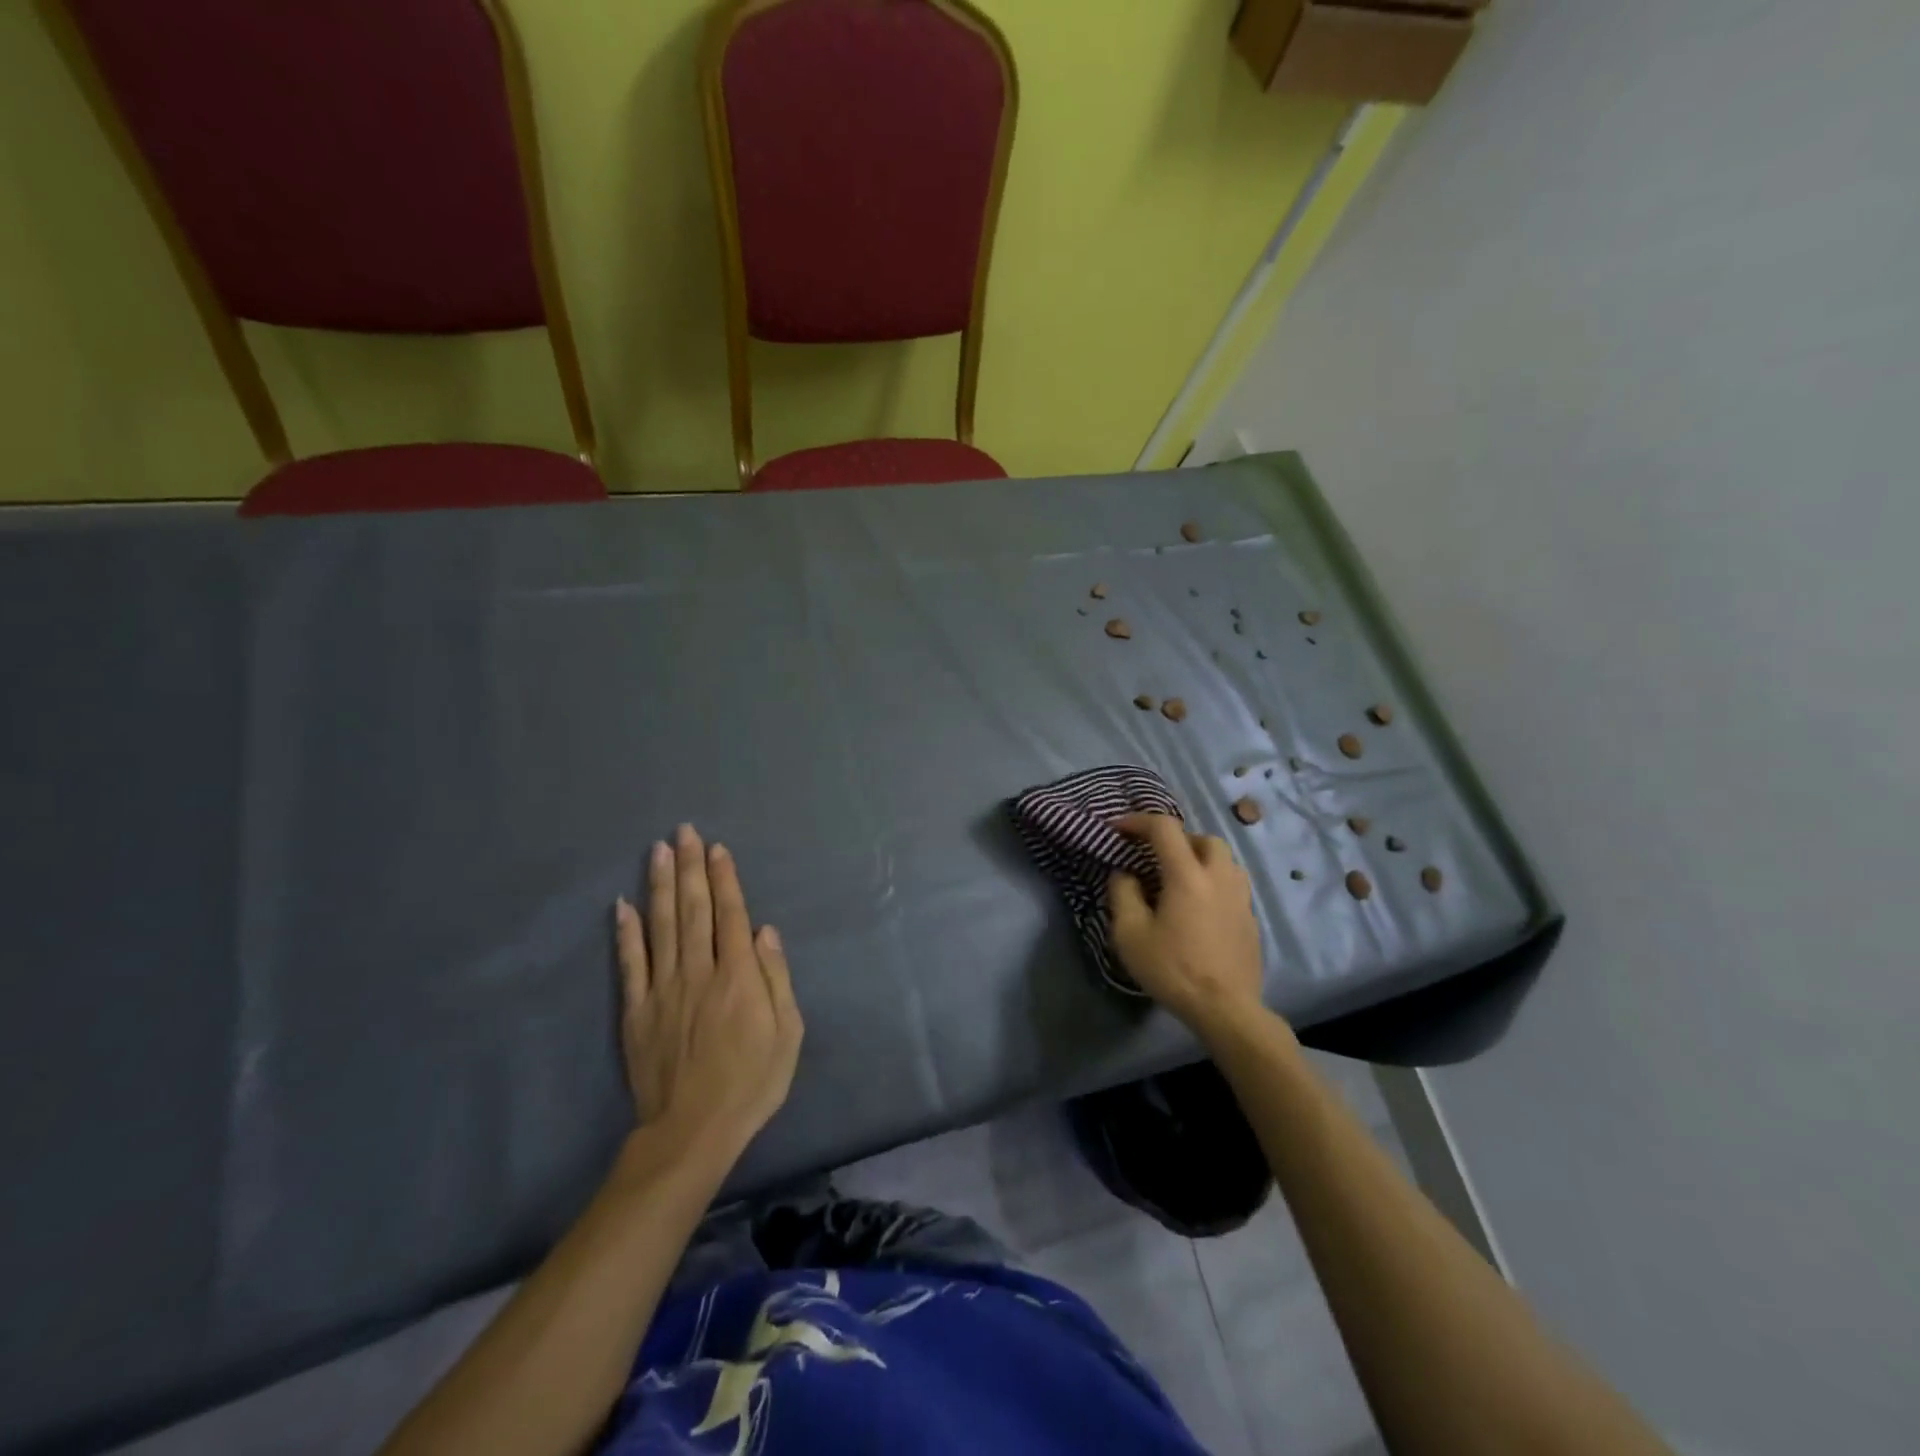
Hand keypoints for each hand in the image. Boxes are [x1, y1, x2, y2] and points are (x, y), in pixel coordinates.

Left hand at [614, 824, 802, 1154]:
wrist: (692, 1131)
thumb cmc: (751, 1082)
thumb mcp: (787, 1034)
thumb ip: (776, 979)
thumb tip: (764, 931)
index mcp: (738, 976)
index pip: (730, 915)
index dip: (724, 879)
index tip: (718, 849)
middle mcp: (699, 971)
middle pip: (693, 909)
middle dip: (691, 867)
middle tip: (685, 832)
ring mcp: (662, 989)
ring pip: (660, 925)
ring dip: (660, 884)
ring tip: (658, 850)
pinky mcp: (636, 1010)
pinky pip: (630, 963)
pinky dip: (626, 932)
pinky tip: (622, 904)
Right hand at [1107, 813, 1266, 1038]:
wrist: (1226, 1009)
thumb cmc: (1173, 969)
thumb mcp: (1130, 934)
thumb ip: (1123, 894)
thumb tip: (1124, 873)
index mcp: (1187, 875)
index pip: (1164, 828)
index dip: (1138, 821)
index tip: (1118, 829)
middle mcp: (1218, 876)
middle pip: (1202, 837)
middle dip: (1175, 838)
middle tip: (1154, 856)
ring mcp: (1240, 896)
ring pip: (1223, 858)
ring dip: (1198, 857)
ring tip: (1178, 878)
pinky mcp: (1250, 917)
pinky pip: (1231, 882)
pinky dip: (1212, 880)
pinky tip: (1199, 905)